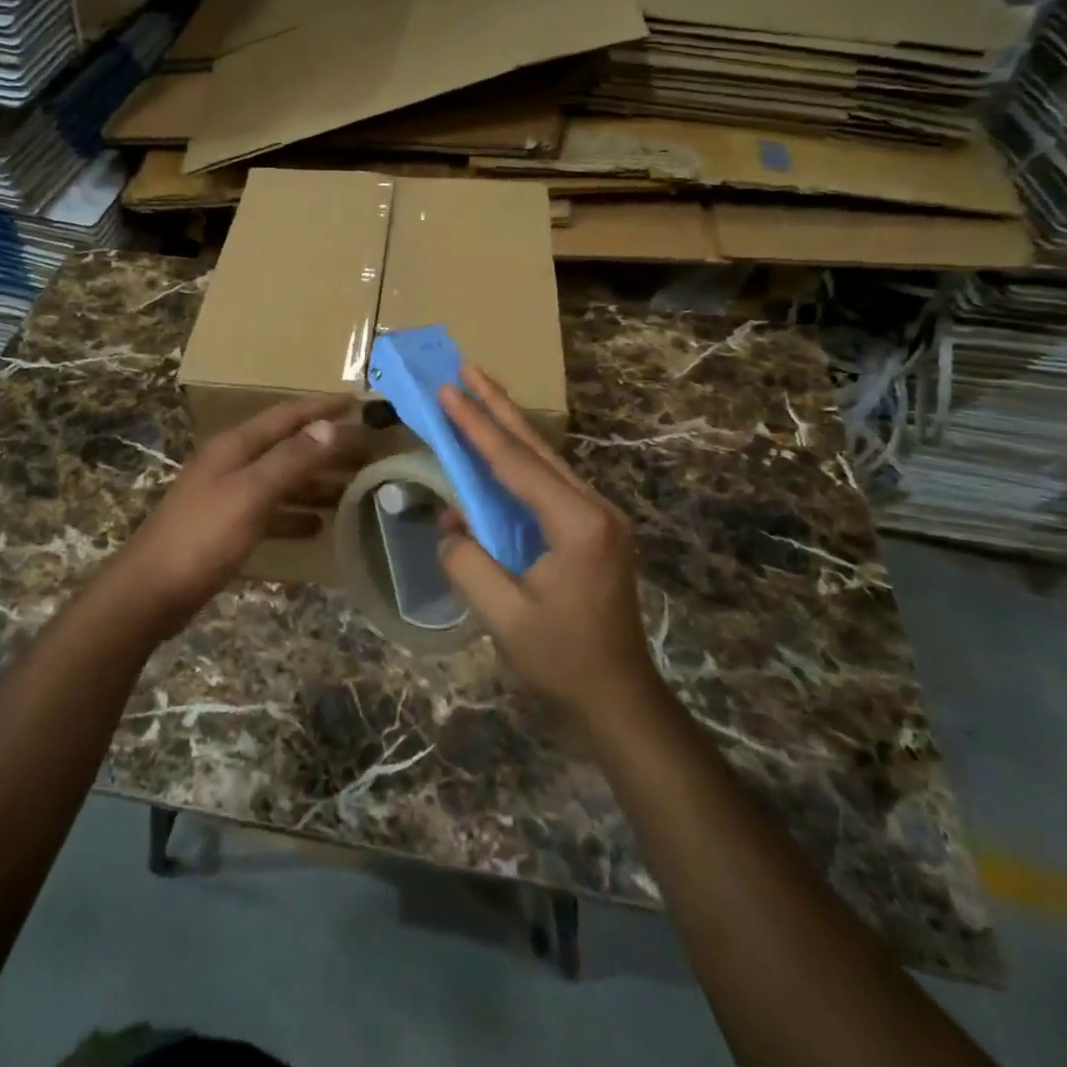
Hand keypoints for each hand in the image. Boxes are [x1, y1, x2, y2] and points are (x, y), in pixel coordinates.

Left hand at [108, 396, 360, 640]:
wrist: (151, 591)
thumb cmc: (203, 537)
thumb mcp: (252, 493)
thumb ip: (291, 459)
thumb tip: (329, 426)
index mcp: (235, 446)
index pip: (286, 416)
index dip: (321, 407)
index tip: (357, 403)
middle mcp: (231, 463)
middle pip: (287, 447)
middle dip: (325, 448)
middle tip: (366, 453)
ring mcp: (227, 495)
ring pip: (281, 480)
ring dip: (315, 483)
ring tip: (352, 490)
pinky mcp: (226, 526)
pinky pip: (270, 511)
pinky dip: (294, 514)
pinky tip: (317, 527)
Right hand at [437, 365, 660, 724]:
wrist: (619, 698)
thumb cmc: (562, 661)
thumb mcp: (502, 617)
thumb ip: (467, 563)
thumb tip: (451, 525)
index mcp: (576, 524)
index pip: (515, 464)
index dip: (476, 427)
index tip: (447, 391)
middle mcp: (594, 509)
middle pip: (537, 447)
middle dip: (497, 406)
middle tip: (466, 368)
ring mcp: (598, 518)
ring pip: (546, 461)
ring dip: (509, 427)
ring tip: (479, 395)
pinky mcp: (593, 531)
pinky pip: (549, 484)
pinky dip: (520, 460)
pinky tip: (501, 451)